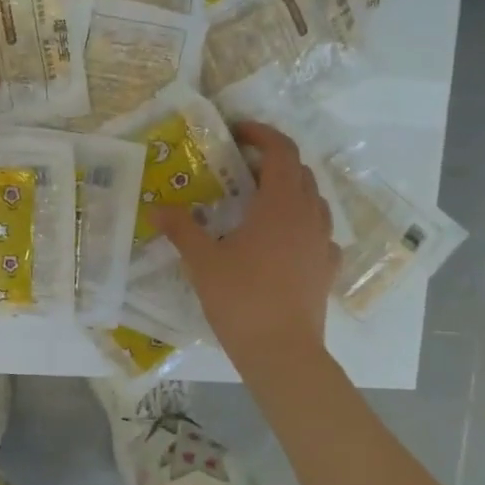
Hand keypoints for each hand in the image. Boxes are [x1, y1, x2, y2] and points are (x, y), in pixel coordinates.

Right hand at [154, 123, 337, 357]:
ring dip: (289, 191)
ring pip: (313, 201)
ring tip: (260, 204)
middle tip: (240, 170)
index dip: (261, 134)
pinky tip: (284, 243)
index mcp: (280, 205)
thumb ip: (182, 229)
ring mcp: (323, 243)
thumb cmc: (241, 299)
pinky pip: (319, 234)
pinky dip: (301, 225)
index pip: (281, 151)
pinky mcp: (327, 269)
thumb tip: (157, 208)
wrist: (281, 352)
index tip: (238, 132)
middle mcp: (309, 216)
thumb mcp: (203, 262)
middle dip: (272, 162)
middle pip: (299, 172)